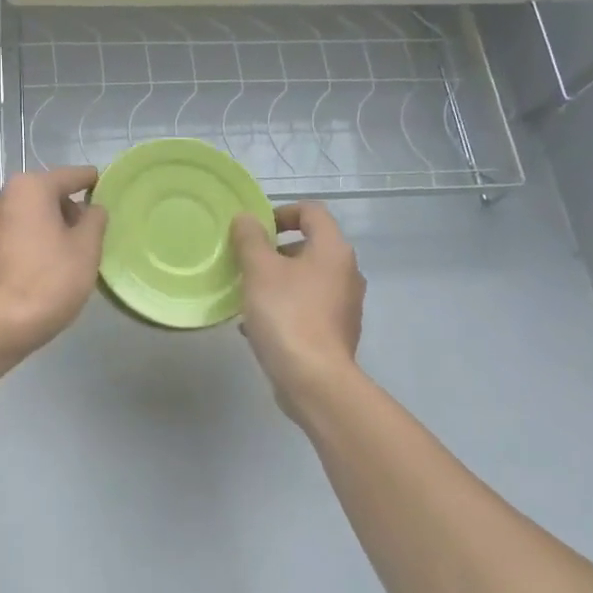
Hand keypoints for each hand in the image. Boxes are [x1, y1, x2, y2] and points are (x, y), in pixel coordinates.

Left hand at [0, 167, 107, 353]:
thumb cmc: (49, 281)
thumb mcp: (87, 248)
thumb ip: (94, 219)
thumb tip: (91, 209)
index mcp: (29, 188)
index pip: (69, 176)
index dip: (91, 181)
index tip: (104, 186)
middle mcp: (0, 197)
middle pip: (43, 195)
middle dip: (66, 210)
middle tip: (87, 236)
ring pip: (24, 217)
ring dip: (44, 228)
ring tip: (63, 256)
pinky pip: (8, 238)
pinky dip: (25, 244)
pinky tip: (36, 270)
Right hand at [231, 203, 365, 419]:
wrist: (314, 380)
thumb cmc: (287, 314)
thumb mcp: (259, 270)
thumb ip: (251, 239)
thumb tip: (247, 218)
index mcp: (333, 250)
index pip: (312, 212)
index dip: (282, 212)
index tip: (255, 230)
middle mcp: (346, 273)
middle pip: (309, 247)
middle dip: (274, 252)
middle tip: (245, 264)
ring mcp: (345, 305)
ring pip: (305, 280)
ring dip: (276, 282)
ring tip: (246, 297)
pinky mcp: (336, 333)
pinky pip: (307, 308)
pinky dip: (284, 308)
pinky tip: (256, 326)